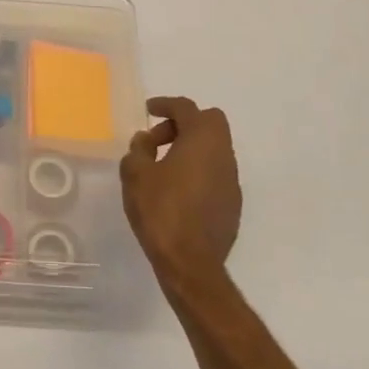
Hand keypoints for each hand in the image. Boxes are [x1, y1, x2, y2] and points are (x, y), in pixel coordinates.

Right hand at [121, 96, 241, 281]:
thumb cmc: (161, 210)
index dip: (165, 104)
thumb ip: (139, 149)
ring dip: (191, 148)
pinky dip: (198, 171)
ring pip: (214, 149)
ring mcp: (232, 180)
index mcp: (202, 140)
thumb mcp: (136, 174)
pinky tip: (177, 191)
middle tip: (157, 140)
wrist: (191, 263)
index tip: (148, 110)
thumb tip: (146, 140)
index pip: (186, 108)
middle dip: (184, 123)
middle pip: (209, 122)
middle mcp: (223, 154)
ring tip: (163, 167)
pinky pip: (215, 173)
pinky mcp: (232, 204)